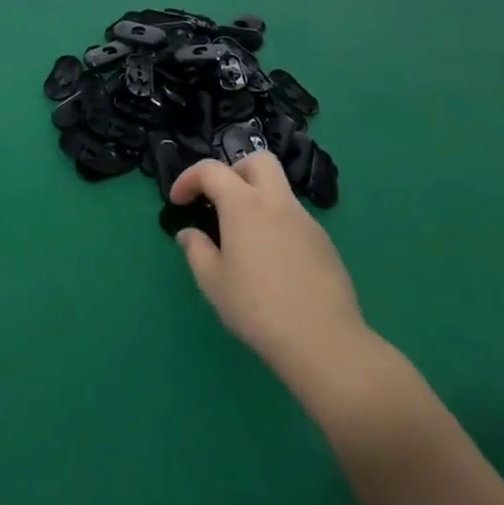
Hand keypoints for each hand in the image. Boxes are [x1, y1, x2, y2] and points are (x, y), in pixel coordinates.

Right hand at [170, 153, 370, 381]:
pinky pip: (294, 219)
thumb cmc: (258, 308)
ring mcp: (306, 221)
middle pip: (258, 161)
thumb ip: (196, 250)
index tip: (178, 202)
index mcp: (244, 204)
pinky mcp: (325, 244)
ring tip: (243, 238)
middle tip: (219, 200)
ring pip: (279, 190)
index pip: (211, 170)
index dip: (188, 179)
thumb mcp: (213, 282)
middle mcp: (277, 202)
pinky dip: (276, 225)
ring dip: (257, 199)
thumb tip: (190, 233)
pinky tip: (271, 262)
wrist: (324, 343)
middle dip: (233, 171)